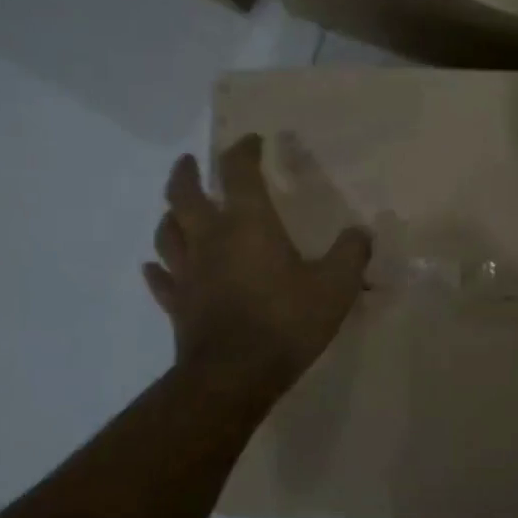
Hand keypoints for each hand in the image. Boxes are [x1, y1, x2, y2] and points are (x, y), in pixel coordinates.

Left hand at [146, 135, 371, 395]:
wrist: (234, 376)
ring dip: (170, 216)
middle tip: (189, 161)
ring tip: (175, 210)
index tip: (252, 140)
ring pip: (167, 232)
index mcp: (248, 224)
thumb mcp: (335, 286)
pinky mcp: (177, 304)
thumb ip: (351, 253)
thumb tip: (362, 232)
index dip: (244, 150)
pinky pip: (161, 279)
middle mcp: (210, 238)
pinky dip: (158, 269)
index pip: (239, 172)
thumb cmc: (286, 322)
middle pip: (184, 194)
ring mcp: (188, 272)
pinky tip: (156, 267)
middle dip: (187, 173)